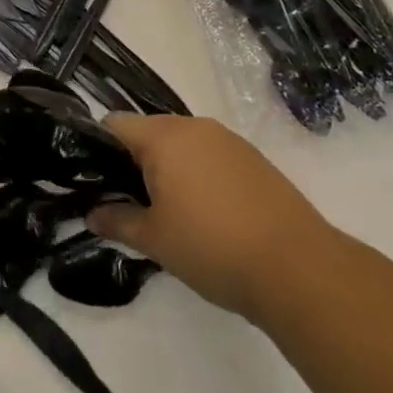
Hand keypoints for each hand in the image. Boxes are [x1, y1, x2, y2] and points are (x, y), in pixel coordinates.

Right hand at [88, 114, 333, 327]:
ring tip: (172, 212)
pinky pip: (210, 155)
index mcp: (163, 136)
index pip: (115, 124)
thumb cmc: (213, 247)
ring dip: (169, 168)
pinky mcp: (253, 158)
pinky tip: (209, 213)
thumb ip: (118, 222)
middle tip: (133, 204)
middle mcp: (193, 126)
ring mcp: (227, 139)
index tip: (98, 182)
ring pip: (181, 143)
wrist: (299, 268)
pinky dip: (199, 174)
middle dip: (135, 162)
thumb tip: (92, 214)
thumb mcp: (155, 241)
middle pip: (149, 131)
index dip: (99, 150)